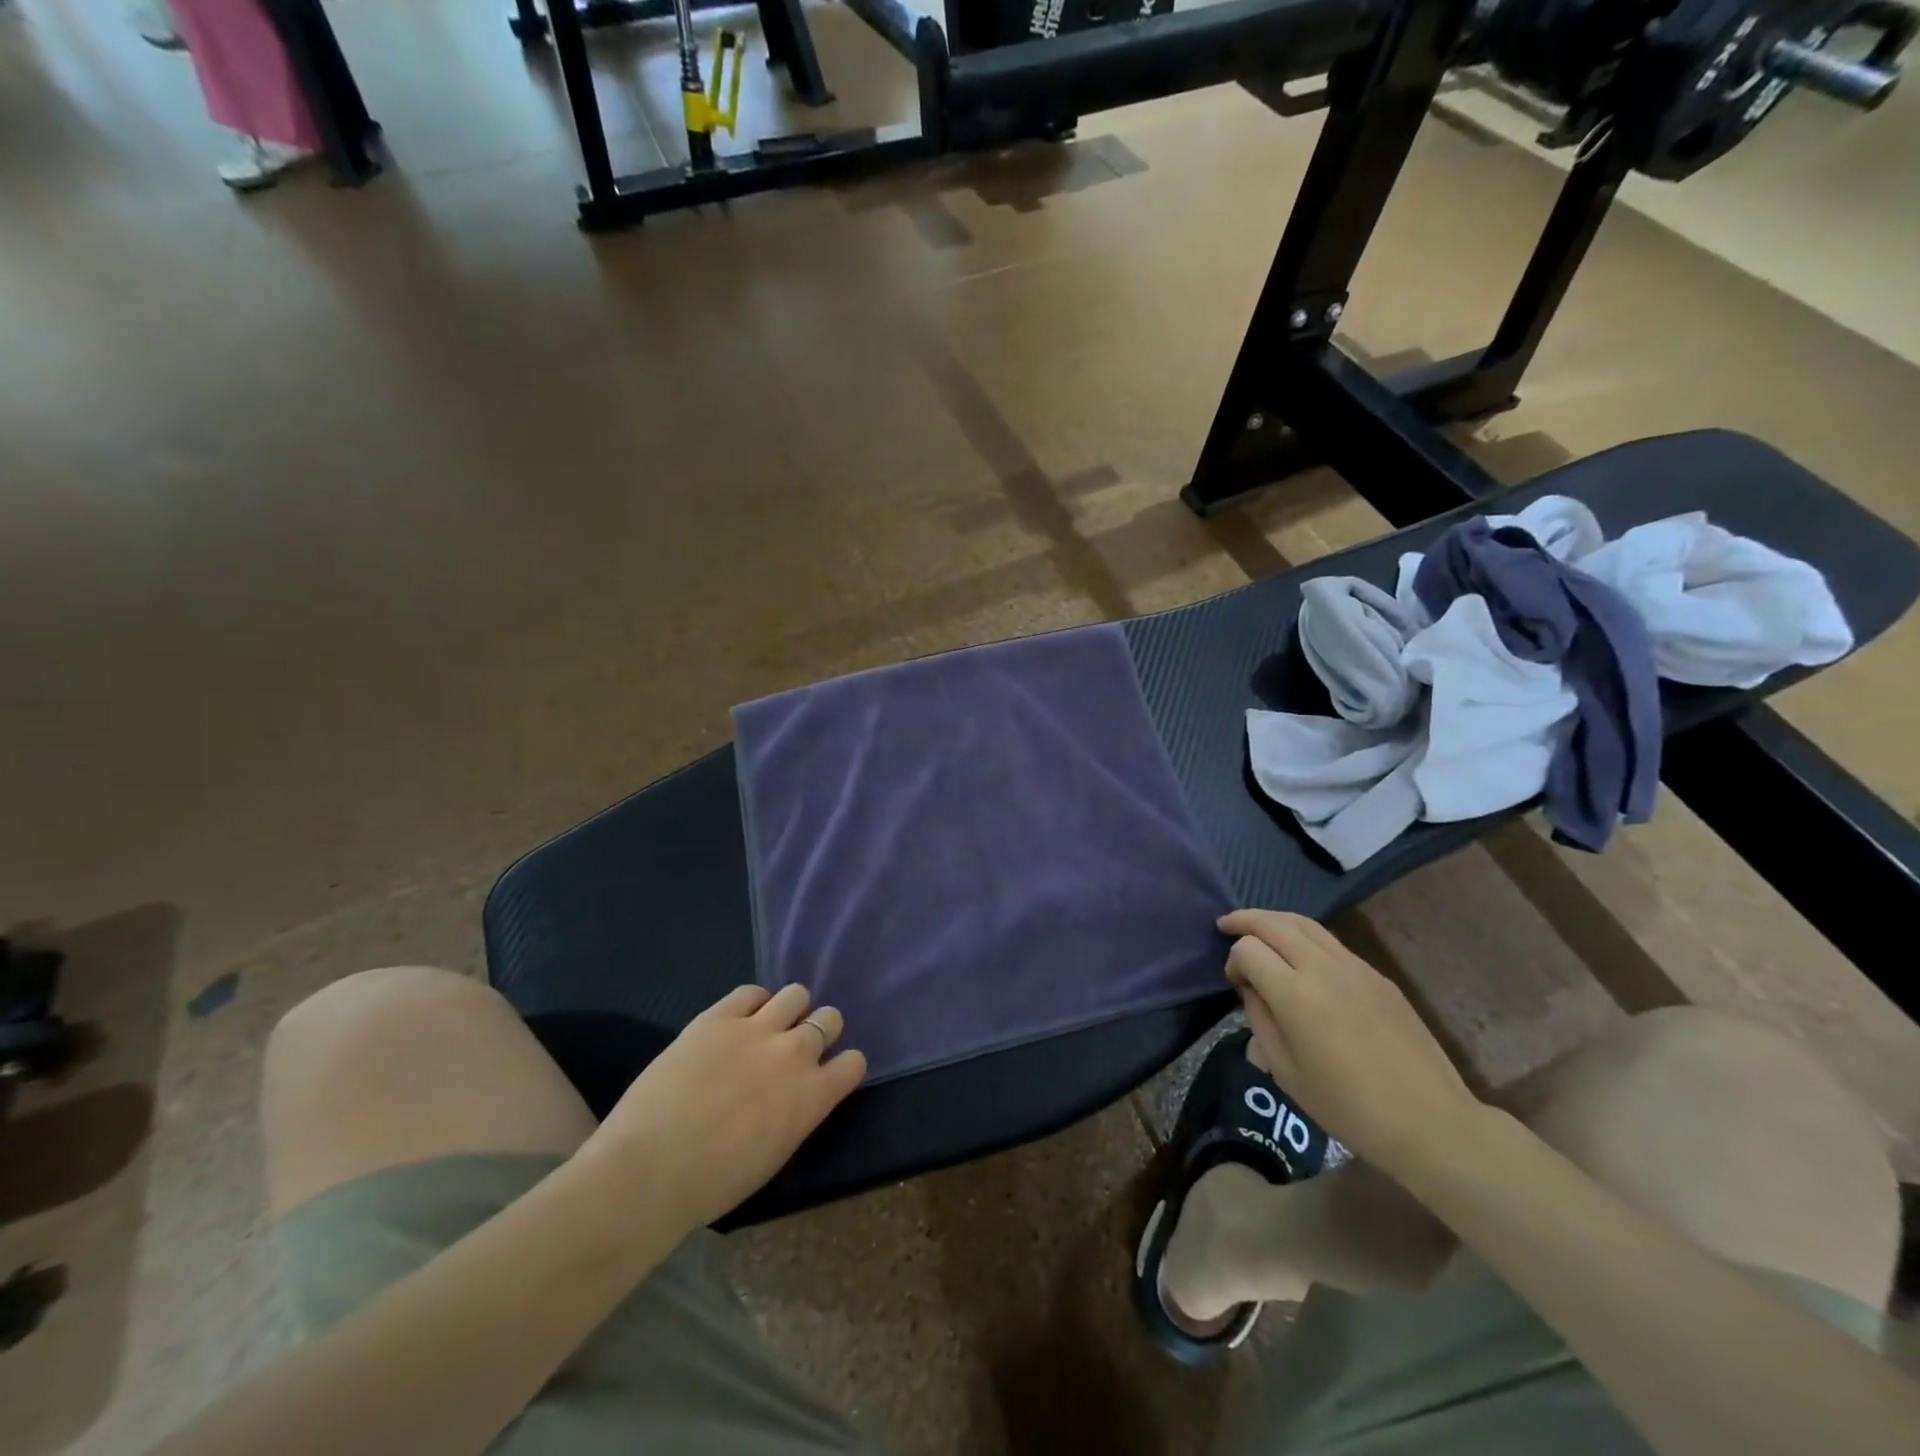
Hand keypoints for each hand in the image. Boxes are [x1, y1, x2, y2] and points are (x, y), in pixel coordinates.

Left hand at [578, 984, 865, 1234]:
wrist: (649, 1170)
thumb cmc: (712, 1185)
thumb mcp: (774, 1154)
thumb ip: (795, 1114)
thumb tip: (794, 1096)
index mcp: (813, 1096)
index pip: (854, 1062)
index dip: (842, 1065)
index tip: (827, 1073)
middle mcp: (794, 1053)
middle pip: (829, 1019)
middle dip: (818, 1030)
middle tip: (795, 1047)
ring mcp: (756, 1029)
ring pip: (796, 994)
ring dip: (790, 1009)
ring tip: (769, 1025)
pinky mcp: (718, 1016)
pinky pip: (750, 992)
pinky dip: (752, 1003)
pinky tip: (738, 1020)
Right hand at [1220, 909, 1481, 1176]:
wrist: (1430, 1122)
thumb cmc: (1348, 1107)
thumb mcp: (1286, 1072)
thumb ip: (1260, 1021)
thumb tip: (1252, 990)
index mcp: (1295, 995)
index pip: (1248, 949)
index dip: (1233, 961)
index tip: (1235, 984)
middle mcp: (1323, 968)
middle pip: (1274, 923)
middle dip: (1245, 919)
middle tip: (1225, 924)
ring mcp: (1355, 967)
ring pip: (1305, 923)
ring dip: (1275, 920)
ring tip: (1258, 927)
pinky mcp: (1378, 976)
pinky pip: (1331, 942)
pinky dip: (1305, 937)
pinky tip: (1300, 956)